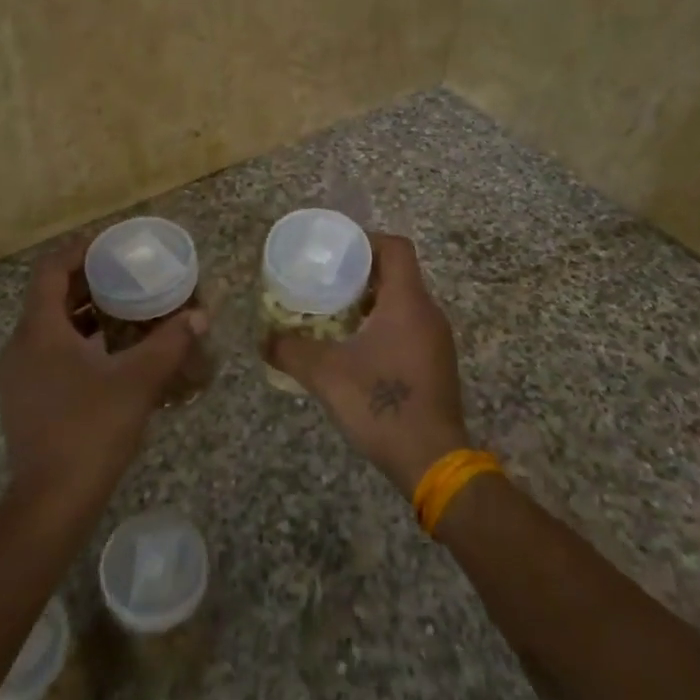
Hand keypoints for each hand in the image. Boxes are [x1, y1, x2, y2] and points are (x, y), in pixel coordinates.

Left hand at [0, 240, 207, 504]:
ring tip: (123, 310)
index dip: (79, 251)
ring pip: (48, 328)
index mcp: (39, 331)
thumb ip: (170, 343)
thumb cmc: (91, 430)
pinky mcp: (24, 400)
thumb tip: (200, 316)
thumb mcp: (138, 381)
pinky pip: (47, 353)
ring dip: (82, 314)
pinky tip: (109, 355)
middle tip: (125, 276)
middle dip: (86, 282)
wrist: (52, 501)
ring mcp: (17, 376)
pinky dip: (76, 342)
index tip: (111, 245)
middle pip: (49, 297)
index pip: (51, 271)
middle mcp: (20, 347)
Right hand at [264, 234, 467, 494]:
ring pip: (403, 303)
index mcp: (407, 303)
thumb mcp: (325, 374)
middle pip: (398, 274)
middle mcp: (428, 314)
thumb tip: (262, 339)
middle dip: (361, 274)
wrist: (431, 459)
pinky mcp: (436, 364)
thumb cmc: (381, 404)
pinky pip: (409, 328)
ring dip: (370, 303)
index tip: (336, 252)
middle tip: (325, 283)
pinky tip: (356, 349)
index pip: (395, 248)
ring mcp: (437, 341)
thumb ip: (290, 351)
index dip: (366, 241)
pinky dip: (383, 326)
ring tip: (333, 314)